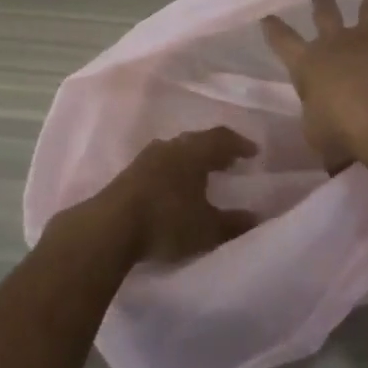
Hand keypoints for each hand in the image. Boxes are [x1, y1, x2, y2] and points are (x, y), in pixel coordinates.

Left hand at [93, 127, 259, 265]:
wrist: (112, 225)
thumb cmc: (167, 221)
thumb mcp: (206, 229)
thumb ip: (233, 223)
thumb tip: (256, 218)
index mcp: (194, 152)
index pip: (221, 138)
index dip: (239, 143)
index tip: (253, 152)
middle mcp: (172, 146)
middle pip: (197, 141)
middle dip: (215, 150)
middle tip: (229, 161)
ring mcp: (147, 157)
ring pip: (177, 150)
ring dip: (192, 159)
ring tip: (202, 173)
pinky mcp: (130, 173)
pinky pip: (161, 163)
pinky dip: (174, 170)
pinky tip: (174, 186)